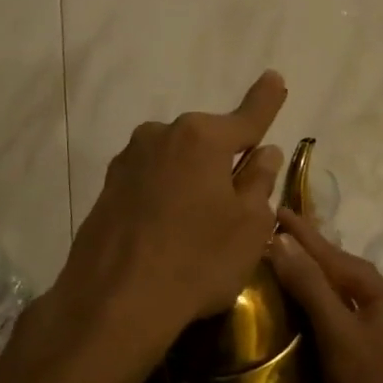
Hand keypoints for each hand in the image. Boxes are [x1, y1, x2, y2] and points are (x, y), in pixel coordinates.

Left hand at [49, 71, 287, 381]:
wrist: (113, 304)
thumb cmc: (196, 261)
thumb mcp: (249, 226)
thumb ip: (259, 182)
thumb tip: (264, 152)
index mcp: (201, 137)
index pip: (246, 117)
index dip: (265, 101)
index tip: (275, 78)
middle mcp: (161, 135)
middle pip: (207, 141)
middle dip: (224, 160)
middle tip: (237, 202)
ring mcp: (128, 161)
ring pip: (176, 162)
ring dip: (192, 180)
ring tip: (197, 227)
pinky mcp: (107, 189)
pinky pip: (150, 183)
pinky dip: (165, 197)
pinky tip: (167, 234)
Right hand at [268, 207, 382, 382]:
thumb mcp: (338, 334)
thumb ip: (311, 287)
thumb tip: (282, 240)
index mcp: (378, 289)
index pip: (330, 252)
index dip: (301, 232)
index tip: (276, 208)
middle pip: (341, 267)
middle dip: (310, 251)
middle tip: (278, 235)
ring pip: (346, 291)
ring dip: (318, 278)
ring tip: (290, 269)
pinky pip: (350, 314)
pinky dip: (328, 306)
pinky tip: (314, 315)